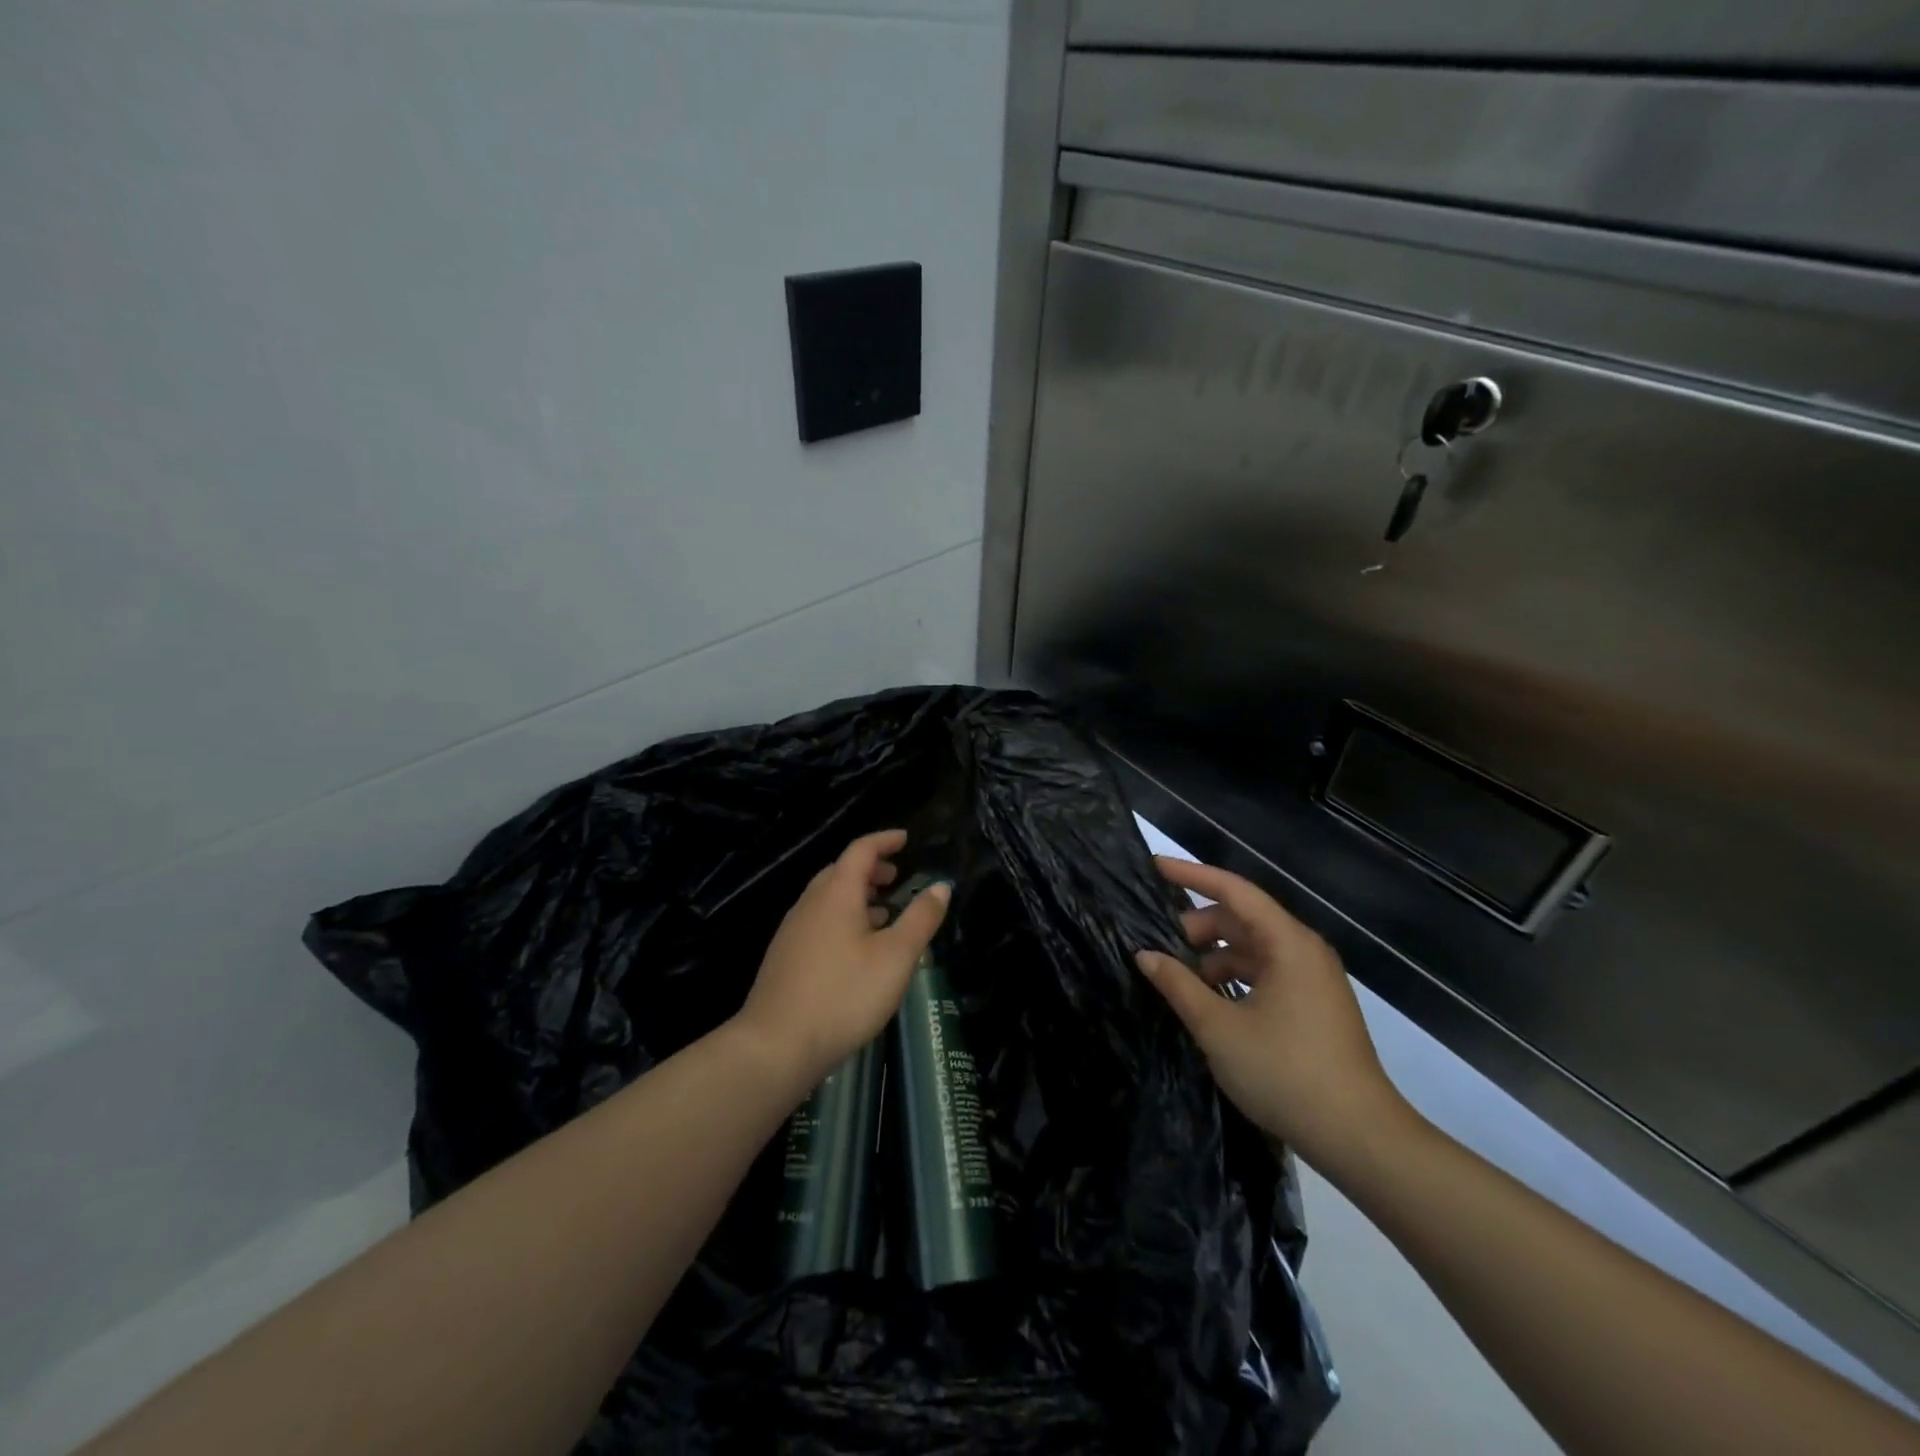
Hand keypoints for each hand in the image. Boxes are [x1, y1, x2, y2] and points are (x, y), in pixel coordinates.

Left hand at [736, 829, 950, 1087]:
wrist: (777, 1045)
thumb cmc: (844, 994)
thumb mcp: (896, 957)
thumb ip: (921, 918)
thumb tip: (940, 886)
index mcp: (836, 894)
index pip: (861, 850)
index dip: (884, 840)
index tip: (905, 839)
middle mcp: (810, 903)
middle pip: (840, 871)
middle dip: (870, 869)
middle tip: (896, 878)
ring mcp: (793, 930)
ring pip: (828, 898)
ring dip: (856, 896)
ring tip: (883, 914)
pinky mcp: (785, 957)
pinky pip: (818, 921)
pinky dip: (842, 918)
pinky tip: (856, 950)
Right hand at [1134, 856, 1410, 1173]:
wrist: (1360, 1138)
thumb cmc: (1286, 1072)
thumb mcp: (1218, 1028)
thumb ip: (1178, 985)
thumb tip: (1145, 955)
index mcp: (1288, 943)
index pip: (1234, 890)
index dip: (1191, 875)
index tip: (1154, 868)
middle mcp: (1304, 951)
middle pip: (1242, 919)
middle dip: (1197, 927)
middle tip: (1157, 947)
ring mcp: (1312, 980)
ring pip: (1252, 949)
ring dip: (1213, 956)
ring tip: (1177, 979)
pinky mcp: (1314, 1006)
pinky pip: (1265, 973)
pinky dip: (1233, 978)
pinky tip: (1207, 1002)